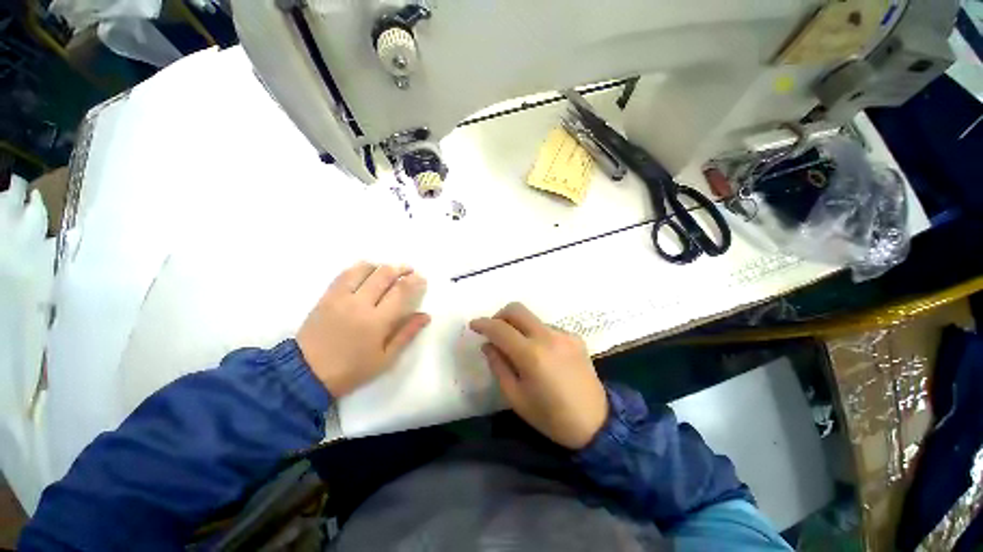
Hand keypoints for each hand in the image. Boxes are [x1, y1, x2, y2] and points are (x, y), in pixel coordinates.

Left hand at [297, 262, 429, 397]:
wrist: (306, 374)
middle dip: (401, 269)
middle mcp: (360, 303)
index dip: (415, 281)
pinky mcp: (326, 296)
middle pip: (385, 274)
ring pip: (364, 269)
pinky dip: (360, 268)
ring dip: (381, 266)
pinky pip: (345, 274)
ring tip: (389, 270)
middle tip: (410, 270)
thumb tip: (425, 315)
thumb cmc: (352, 369)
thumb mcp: (385, 358)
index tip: (421, 279)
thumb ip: (407, 334)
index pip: (401, 291)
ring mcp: (341, 297)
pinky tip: (367, 272)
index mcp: (377, 321)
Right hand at [470, 303, 607, 449]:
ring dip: (519, 327)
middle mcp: (548, 337)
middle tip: (494, 331)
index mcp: (531, 355)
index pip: (500, 329)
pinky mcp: (575, 337)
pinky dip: (537, 335)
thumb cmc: (550, 417)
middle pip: (517, 309)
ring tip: (520, 349)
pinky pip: (547, 328)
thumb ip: (498, 366)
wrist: (595, 423)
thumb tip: (488, 345)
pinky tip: (542, 355)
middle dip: (500, 315)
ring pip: (532, 319)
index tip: (473, 325)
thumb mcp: (516, 397)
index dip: (483, 324)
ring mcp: (564, 334)